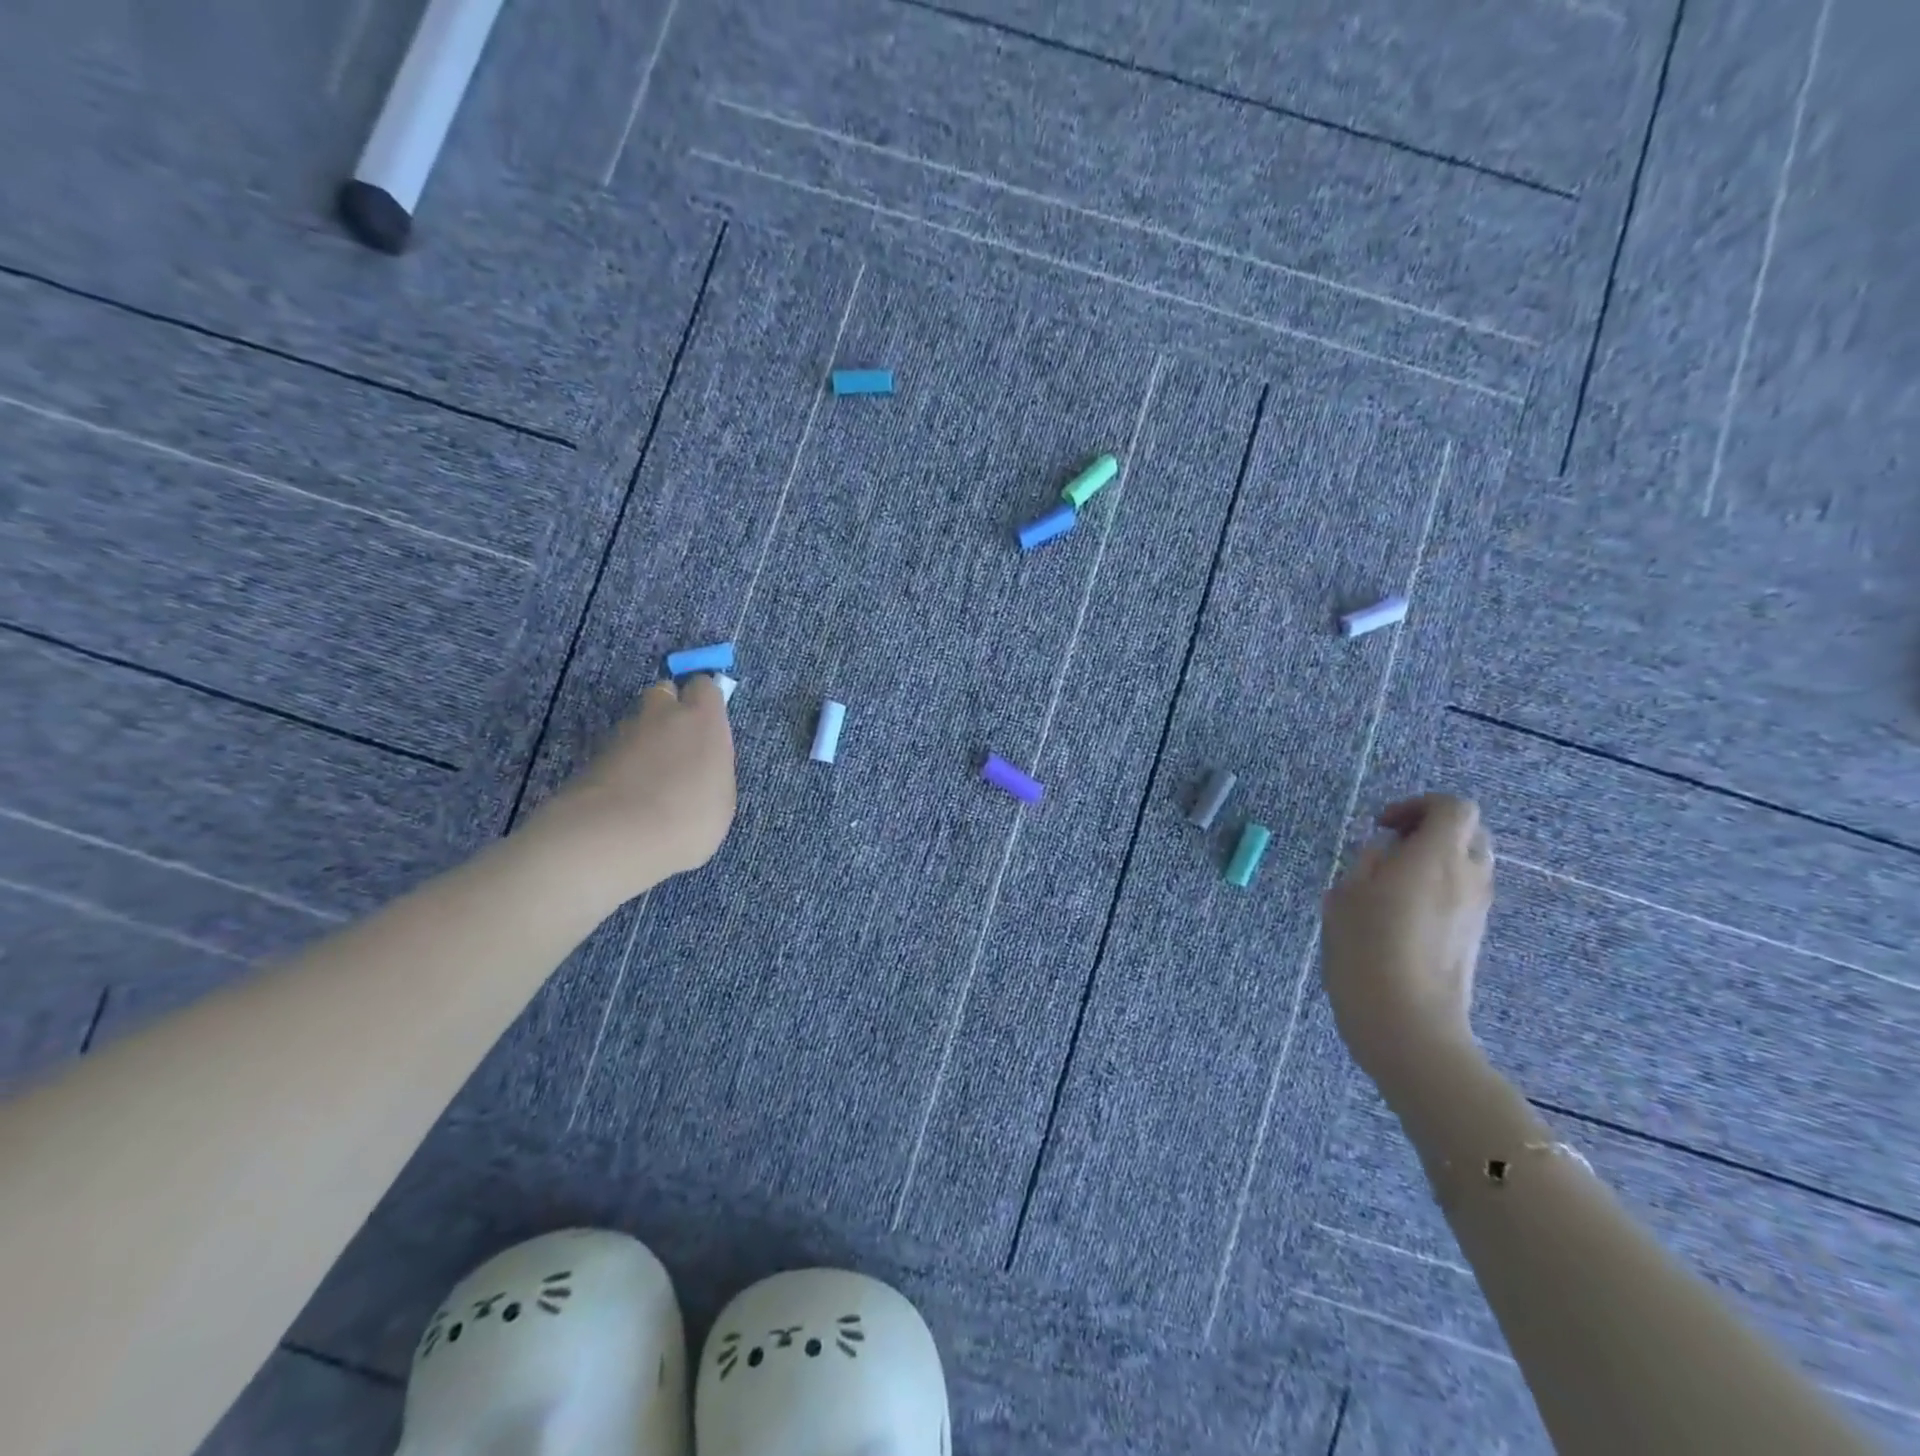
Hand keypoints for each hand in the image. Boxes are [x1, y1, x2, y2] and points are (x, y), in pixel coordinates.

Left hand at [535, 675, 736, 894]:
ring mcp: (623, 733)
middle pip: (664, 694)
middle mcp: (662, 715)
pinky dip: (624, 765)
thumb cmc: (688, 817)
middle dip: (669, 711)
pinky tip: (630, 795)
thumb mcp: (721, 798)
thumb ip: (712, 769)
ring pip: (638, 723)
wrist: (616, 836)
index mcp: (702, 719)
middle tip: (678, 746)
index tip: (708, 723)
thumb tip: (700, 765)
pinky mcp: (594, 756)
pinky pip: (617, 750)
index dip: (704, 701)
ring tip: (652, 779)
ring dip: (645, 740)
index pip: (703, 686)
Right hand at [1321, 794, 1493, 1097]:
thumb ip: (1368, 863)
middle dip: (1431, 829)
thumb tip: (1384, 853)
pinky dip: (1439, 888)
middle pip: (1469, 832)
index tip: (1382, 826)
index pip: (1453, 807)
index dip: (1417, 804)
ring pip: (1468, 864)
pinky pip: (1464, 894)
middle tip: (1390, 847)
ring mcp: (1477, 910)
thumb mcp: (1345, 897)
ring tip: (1391, 882)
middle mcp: (1468, 878)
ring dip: (1435, 860)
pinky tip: (1401, 913)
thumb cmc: (1365, 952)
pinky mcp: (1474, 937)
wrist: (1407, 1025)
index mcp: (1436, 858)